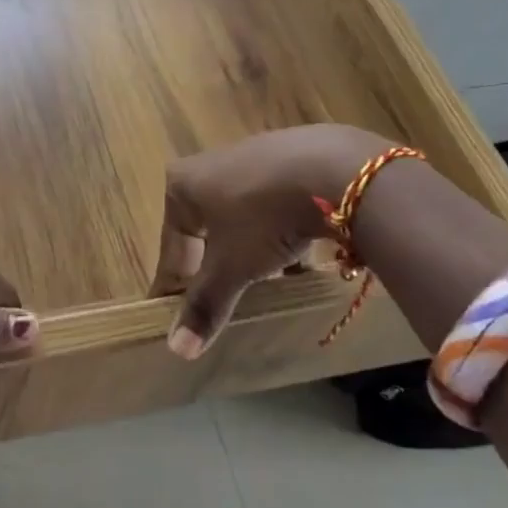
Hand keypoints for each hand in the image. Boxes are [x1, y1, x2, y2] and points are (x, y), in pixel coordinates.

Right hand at [153, 125, 394, 358]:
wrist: (337, 170)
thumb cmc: (264, 216)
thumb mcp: (233, 266)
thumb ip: (206, 304)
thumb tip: (177, 349)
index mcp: (181, 185)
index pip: (171, 246)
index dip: (173, 285)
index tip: (172, 315)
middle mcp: (208, 165)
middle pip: (205, 231)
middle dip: (215, 267)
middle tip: (224, 303)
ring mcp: (250, 158)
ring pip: (241, 219)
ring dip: (250, 252)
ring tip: (268, 285)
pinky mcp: (288, 159)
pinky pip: (273, 207)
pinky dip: (279, 233)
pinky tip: (299, 256)